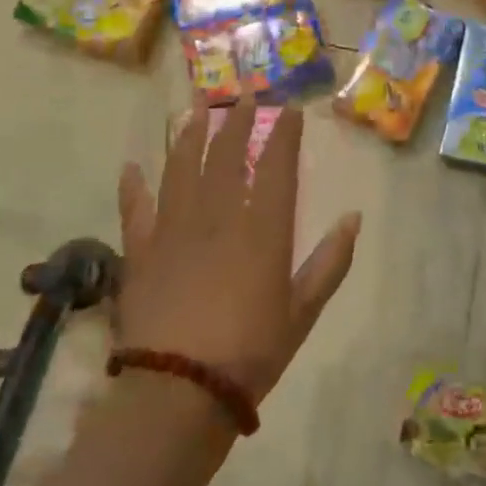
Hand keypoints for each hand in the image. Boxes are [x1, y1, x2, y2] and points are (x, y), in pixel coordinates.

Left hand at [115, 101, 360, 406]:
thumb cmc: (250, 353)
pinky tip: (132, 166)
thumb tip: (353, 218)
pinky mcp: (140, 251)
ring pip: (182, 169)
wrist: (178, 392)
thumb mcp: (303, 312)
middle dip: (238, 120)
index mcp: (262, 230)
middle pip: (228, 156)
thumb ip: (330, 262)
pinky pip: (135, 209)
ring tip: (196, 110)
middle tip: (243, 93)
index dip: (284, 134)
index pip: (277, 167)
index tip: (289, 109)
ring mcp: (174, 230)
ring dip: (190, 136)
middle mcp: (218, 217)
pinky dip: (133, 186)